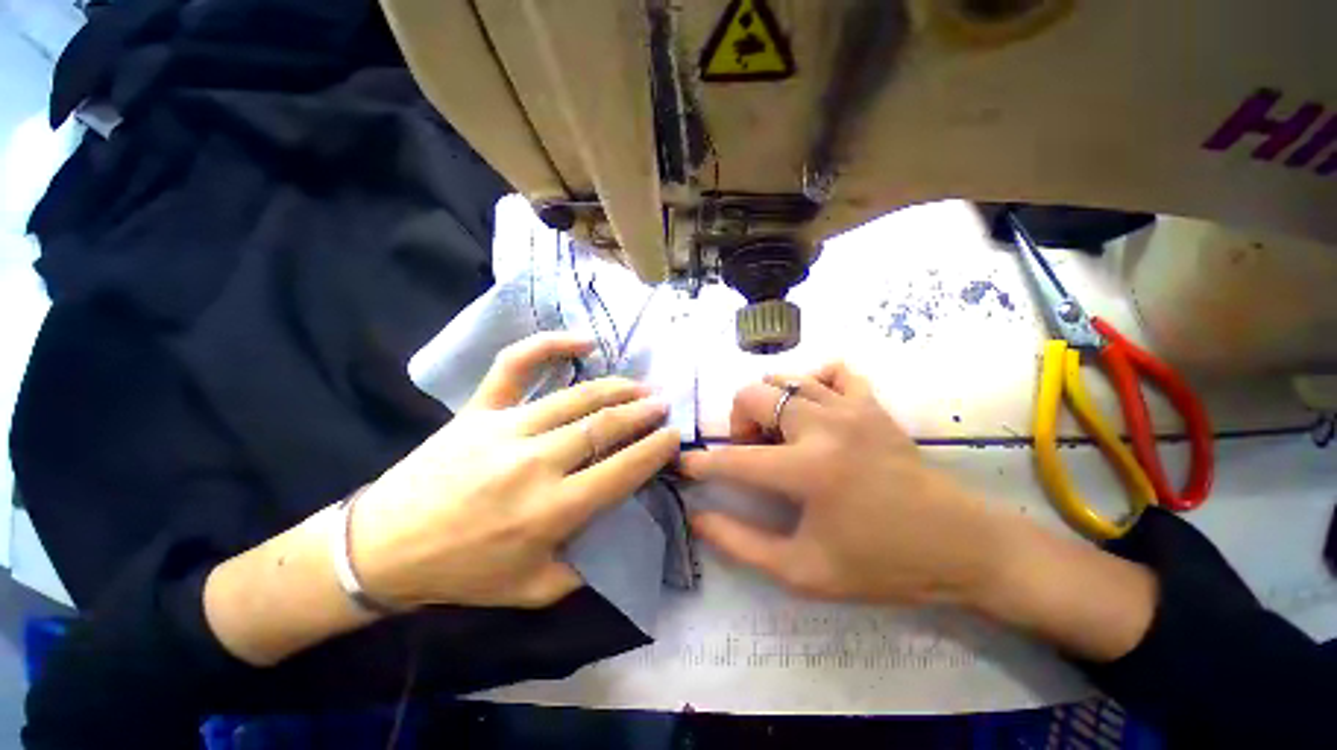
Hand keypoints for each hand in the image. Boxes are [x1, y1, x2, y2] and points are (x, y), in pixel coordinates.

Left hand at [350, 332, 679, 608]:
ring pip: (576, 397)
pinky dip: (550, 346)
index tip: (674, 437)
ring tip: (640, 386)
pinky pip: (516, 365)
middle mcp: (535, 463)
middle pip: (604, 426)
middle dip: (643, 413)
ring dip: (617, 388)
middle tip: (663, 405)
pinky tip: (583, 341)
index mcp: (551, 510)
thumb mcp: (533, 590)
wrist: (382, 547)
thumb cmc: (463, 572)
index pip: (622, 470)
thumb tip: (620, 533)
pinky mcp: (480, 409)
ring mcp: (506, 428)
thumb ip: (585, 568)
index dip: (655, 450)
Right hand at [680, 362, 999, 604]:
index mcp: (807, 470)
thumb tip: (698, 516)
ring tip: (781, 434)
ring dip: (769, 405)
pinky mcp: (872, 403)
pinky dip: (813, 382)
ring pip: (785, 379)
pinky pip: (832, 371)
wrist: (961, 545)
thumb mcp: (803, 571)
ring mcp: (851, 407)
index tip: (686, 464)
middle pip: (753, 395)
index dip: (701, 462)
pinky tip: (815, 409)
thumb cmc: (881, 565)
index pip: (733, 459)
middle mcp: (824, 426)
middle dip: (738, 422)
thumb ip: (741, 543)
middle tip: (752, 452)